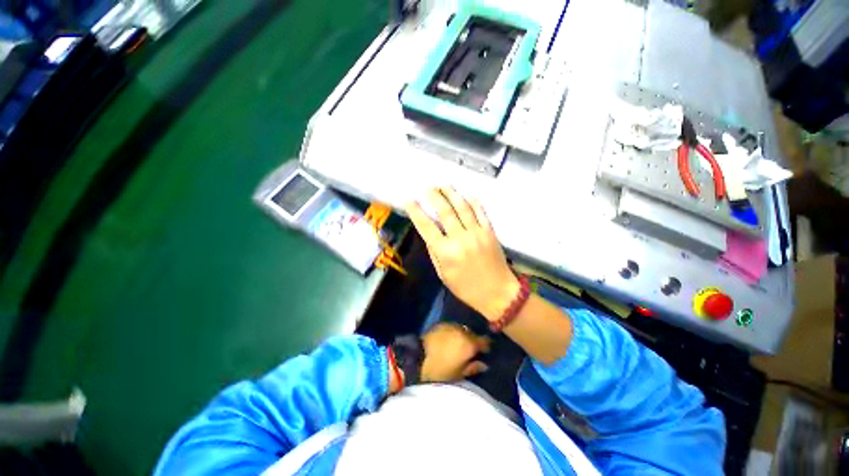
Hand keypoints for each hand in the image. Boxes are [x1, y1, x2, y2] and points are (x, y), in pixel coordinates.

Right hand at [405, 187, 519, 320]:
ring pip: (463, 207)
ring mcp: (477, 233)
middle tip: (427, 188)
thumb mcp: (443, 274)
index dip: (416, 212)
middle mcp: (460, 239)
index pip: (426, 227)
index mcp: (446, 252)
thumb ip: (434, 252)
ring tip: (443, 185)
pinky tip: (466, 194)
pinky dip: (473, 201)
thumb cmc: (466, 288)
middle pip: (445, 211)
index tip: (409, 201)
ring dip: (452, 193)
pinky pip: (481, 212)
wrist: (497, 293)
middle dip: (434, 196)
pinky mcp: (490, 232)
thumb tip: (429, 233)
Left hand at [421, 323, 490, 381]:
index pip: (484, 341)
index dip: (486, 346)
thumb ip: (473, 367)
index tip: (485, 352)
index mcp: (470, 344)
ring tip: (459, 344)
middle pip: (473, 334)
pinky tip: (449, 340)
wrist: (418, 357)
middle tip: (470, 350)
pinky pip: (452, 327)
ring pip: (463, 329)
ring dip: (463, 335)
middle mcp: (463, 331)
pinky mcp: (442, 324)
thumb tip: (484, 364)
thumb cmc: (441, 370)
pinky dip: (453, 332)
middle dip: (473, 341)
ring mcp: (451, 326)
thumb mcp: (459, 373)